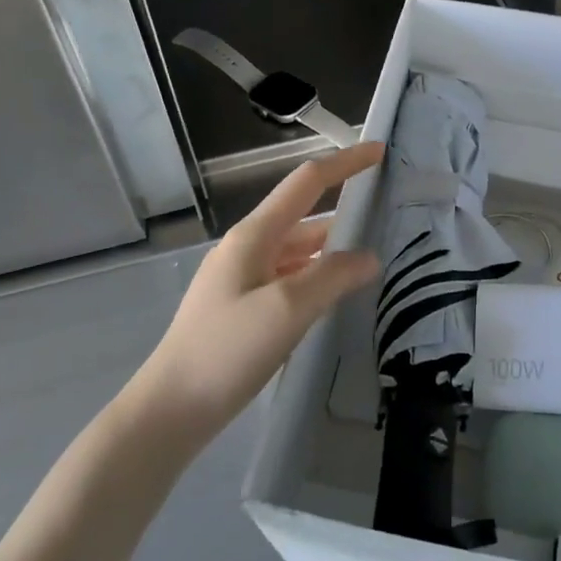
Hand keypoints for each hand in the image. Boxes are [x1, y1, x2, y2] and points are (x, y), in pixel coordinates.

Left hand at [130, 142, 383, 446]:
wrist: (170, 409)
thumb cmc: (227, 350)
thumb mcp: (287, 310)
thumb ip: (332, 277)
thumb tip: (368, 257)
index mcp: (254, 236)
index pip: (307, 183)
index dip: (344, 164)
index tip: (379, 151)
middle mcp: (248, 249)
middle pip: (304, 218)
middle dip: (345, 212)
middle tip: (389, 218)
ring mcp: (243, 279)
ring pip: (299, 253)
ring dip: (333, 251)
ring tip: (374, 260)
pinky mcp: (243, 309)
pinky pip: (290, 280)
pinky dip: (317, 279)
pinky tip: (336, 297)